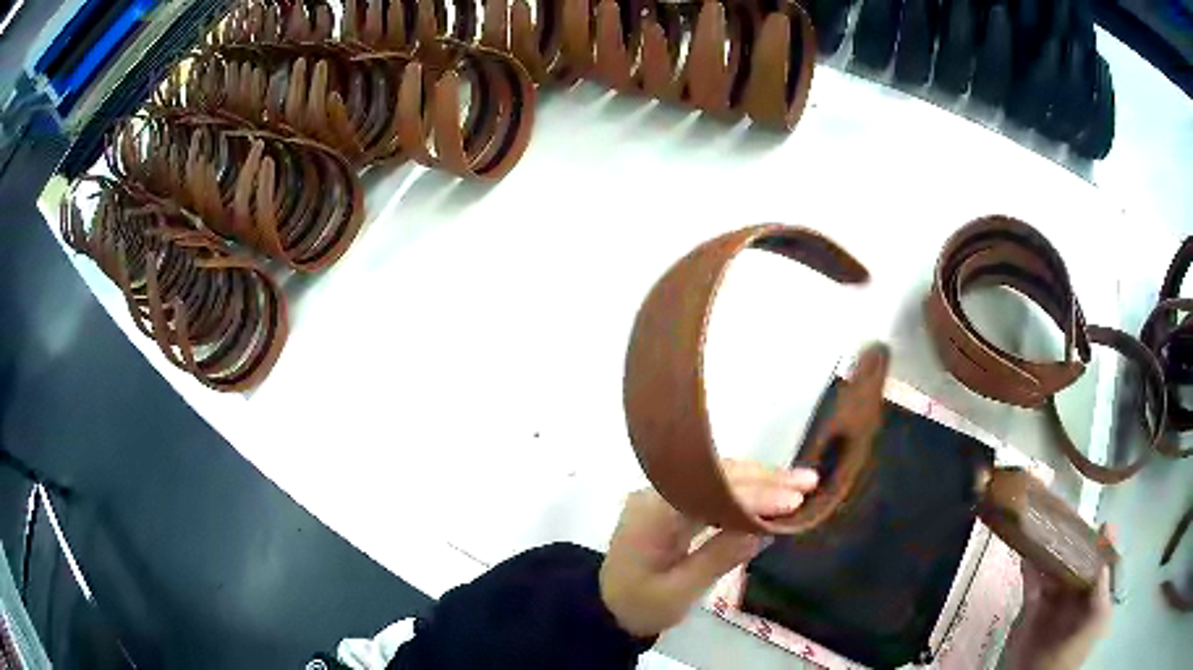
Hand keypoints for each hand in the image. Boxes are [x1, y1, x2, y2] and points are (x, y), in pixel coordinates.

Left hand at [599, 460, 818, 637]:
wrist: (607, 607)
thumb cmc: (641, 605)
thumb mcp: (680, 592)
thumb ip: (719, 558)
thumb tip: (766, 531)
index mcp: (652, 514)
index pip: (709, 492)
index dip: (754, 494)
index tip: (793, 500)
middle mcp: (656, 493)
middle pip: (715, 476)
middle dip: (765, 479)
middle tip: (809, 482)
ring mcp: (664, 495)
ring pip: (718, 477)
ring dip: (761, 480)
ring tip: (802, 483)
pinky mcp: (674, 504)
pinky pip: (713, 489)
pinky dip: (746, 490)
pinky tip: (773, 493)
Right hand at [1001, 525, 1114, 669]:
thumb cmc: (1071, 655)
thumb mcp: (1093, 626)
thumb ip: (1102, 595)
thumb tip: (1104, 562)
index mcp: (1093, 601)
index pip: (1103, 567)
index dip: (1105, 546)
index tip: (1104, 525)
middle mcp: (1076, 599)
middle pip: (1079, 564)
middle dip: (1076, 543)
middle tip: (1071, 520)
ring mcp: (1054, 607)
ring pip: (1055, 572)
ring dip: (1052, 553)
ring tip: (1047, 530)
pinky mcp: (1033, 614)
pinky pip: (1033, 587)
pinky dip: (1030, 571)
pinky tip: (1027, 554)